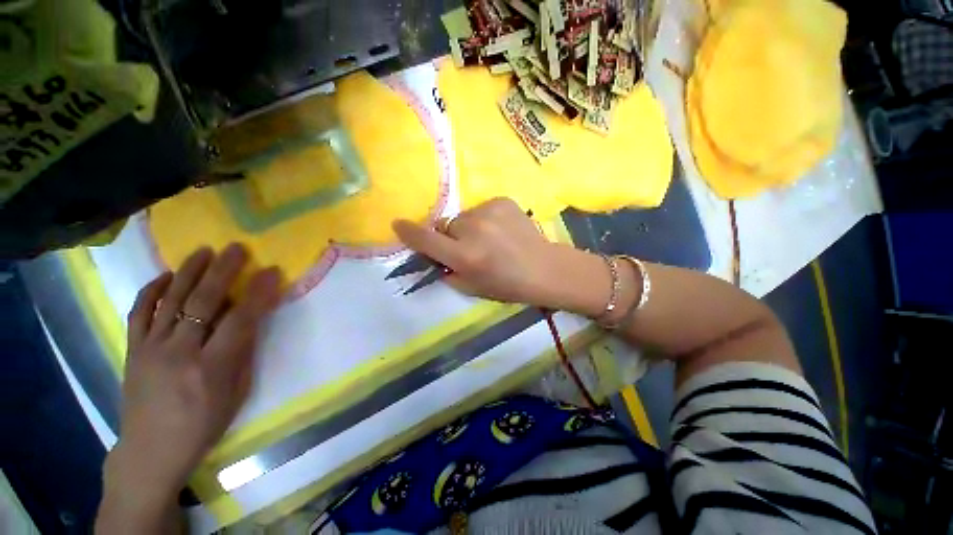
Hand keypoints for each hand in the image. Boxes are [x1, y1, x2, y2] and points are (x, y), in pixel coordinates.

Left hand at [99, 244, 280, 530]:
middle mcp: (179, 352)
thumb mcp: (236, 393)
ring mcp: (150, 349)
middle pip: (203, 301)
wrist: (151, 449)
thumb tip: (252, 320)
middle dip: (223, 271)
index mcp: (211, 368)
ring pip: (170, 300)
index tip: (271, 271)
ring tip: (204, 251)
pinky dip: (152, 290)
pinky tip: (166, 276)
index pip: (240, 319)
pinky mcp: (133, 349)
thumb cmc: (203, 424)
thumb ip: (243, 353)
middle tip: (237, 248)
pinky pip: (139, 312)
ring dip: (189, 271)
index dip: (259, 293)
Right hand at [393, 197, 609, 315]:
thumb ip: (446, 271)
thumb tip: (433, 256)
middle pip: (446, 226)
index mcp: (465, 256)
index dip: (409, 232)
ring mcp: (489, 212)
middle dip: (451, 236)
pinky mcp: (502, 201)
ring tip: (491, 240)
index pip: (426, 239)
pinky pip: (482, 209)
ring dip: (469, 228)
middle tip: (469, 248)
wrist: (543, 269)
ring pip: (464, 217)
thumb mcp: (471, 288)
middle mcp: (473, 230)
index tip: (398, 225)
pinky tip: (502, 231)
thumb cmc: (507, 285)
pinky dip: (486, 219)